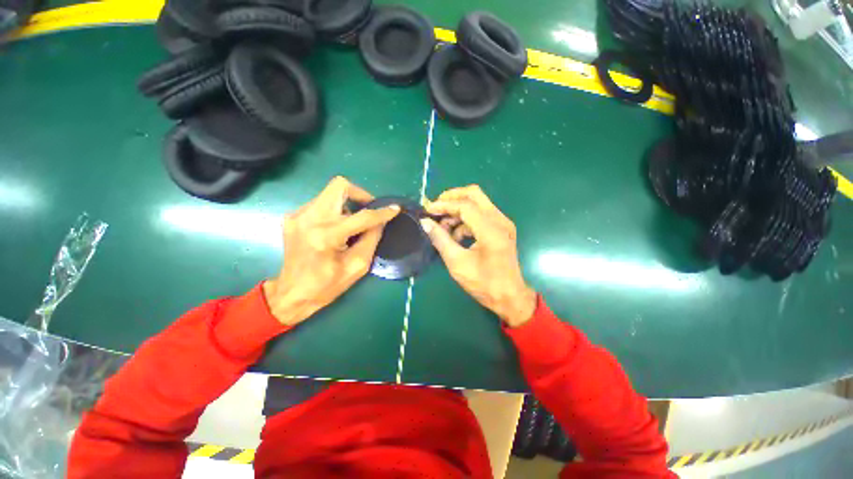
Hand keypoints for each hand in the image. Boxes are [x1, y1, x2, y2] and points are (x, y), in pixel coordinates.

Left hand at [263, 177, 399, 326]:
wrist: (292, 294)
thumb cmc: (327, 285)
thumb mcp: (358, 265)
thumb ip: (372, 238)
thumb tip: (381, 220)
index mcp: (326, 236)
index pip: (361, 216)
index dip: (382, 212)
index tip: (395, 209)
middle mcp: (309, 219)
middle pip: (339, 186)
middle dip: (360, 194)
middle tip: (370, 209)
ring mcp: (298, 216)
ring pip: (330, 193)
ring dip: (347, 204)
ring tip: (353, 223)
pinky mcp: (292, 217)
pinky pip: (321, 203)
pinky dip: (334, 211)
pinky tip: (336, 228)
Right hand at [421, 185, 536, 327]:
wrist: (509, 297)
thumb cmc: (484, 284)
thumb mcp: (457, 263)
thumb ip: (440, 239)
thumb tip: (425, 222)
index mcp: (491, 230)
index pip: (465, 206)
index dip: (444, 205)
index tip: (427, 210)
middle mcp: (500, 221)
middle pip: (474, 194)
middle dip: (452, 198)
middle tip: (436, 208)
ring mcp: (503, 223)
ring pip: (478, 203)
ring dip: (458, 210)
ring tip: (443, 227)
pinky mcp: (502, 228)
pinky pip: (481, 214)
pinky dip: (466, 220)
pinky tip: (456, 235)